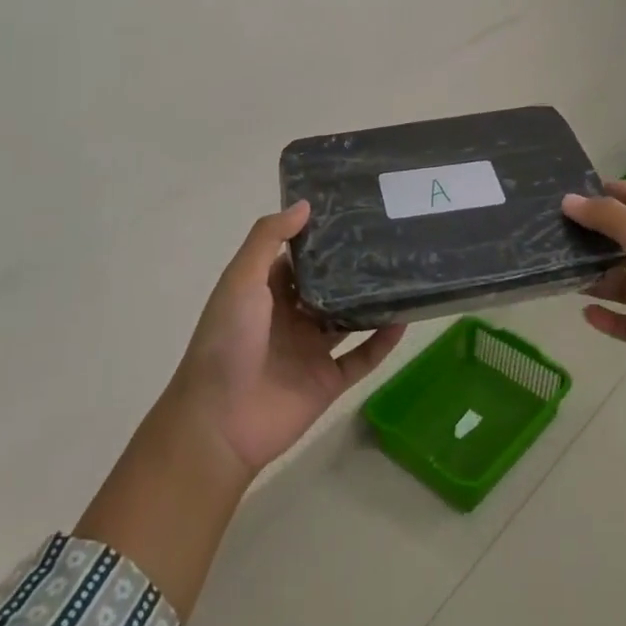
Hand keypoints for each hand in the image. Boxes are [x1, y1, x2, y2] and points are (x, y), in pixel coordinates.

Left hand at [171, 200, 405, 476]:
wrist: (221, 421)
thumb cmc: (227, 340)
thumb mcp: (241, 279)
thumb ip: (268, 238)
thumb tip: (305, 204)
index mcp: (264, 292)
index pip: (296, 257)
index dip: (318, 236)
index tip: (351, 211)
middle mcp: (290, 317)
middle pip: (327, 286)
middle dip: (351, 266)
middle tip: (388, 236)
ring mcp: (310, 350)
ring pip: (348, 319)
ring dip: (371, 301)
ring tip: (403, 272)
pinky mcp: (328, 381)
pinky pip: (362, 357)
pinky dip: (382, 341)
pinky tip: (404, 318)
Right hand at [563, 181, 625, 431]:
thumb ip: (609, 218)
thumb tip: (569, 200)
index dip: (608, 192)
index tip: (569, 194)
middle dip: (593, 236)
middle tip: (551, 234)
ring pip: (622, 281)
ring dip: (595, 277)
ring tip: (560, 273)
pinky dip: (606, 316)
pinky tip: (585, 312)